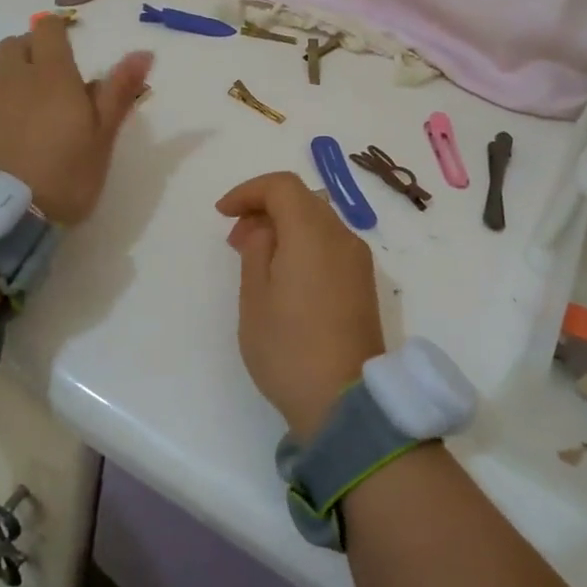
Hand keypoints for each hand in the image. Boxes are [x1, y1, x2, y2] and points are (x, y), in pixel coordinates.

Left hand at [0, 18, 152, 224]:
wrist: (4, 212)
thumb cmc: (65, 174)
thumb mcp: (102, 137)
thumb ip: (119, 91)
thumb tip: (143, 52)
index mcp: (52, 75)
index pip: (49, 30)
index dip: (58, 31)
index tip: (67, 45)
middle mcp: (12, 74)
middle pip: (17, 44)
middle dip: (32, 51)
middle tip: (49, 80)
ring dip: (6, 70)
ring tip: (20, 99)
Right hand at [216, 172, 385, 438]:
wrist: (344, 400)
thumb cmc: (288, 348)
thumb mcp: (255, 298)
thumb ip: (256, 250)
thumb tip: (264, 229)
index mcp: (313, 233)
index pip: (283, 186)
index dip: (249, 191)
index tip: (223, 214)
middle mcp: (342, 237)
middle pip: (303, 200)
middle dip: (265, 208)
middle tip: (235, 238)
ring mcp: (358, 261)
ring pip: (319, 221)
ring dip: (285, 226)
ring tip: (256, 258)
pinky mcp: (364, 283)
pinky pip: (331, 245)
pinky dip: (305, 244)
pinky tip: (285, 274)